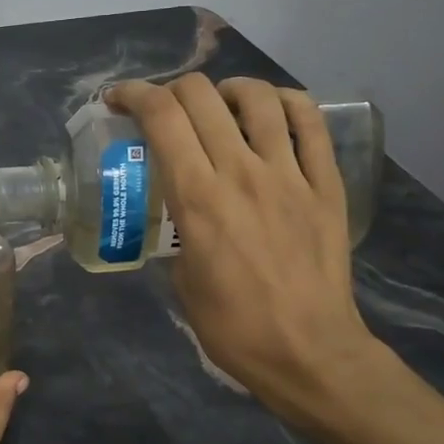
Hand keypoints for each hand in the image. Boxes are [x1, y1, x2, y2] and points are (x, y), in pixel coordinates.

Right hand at [107, 75, 379, 424]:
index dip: (133, 95)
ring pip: (257, 98)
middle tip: (162, 111)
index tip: (118, 101)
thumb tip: (179, 207)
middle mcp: (240, 172)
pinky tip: (269, 112)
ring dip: (226, 90)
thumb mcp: (179, 277)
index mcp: (197, 198)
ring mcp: (288, 175)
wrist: (309, 353)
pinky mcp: (325, 185)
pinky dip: (285, 103)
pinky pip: (310, 123)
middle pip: (200, 95)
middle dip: (170, 90)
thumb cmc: (232, 326)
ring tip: (217, 107)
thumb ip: (176, 227)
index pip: (161, 116)